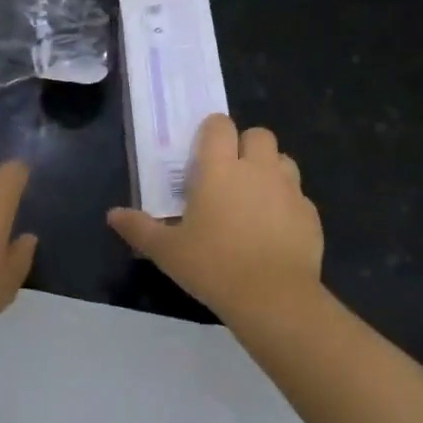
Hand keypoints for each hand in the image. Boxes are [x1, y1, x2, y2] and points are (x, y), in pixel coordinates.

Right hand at [108, 114, 322, 321]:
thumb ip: (139, 228)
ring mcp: (289, 189)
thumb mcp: (167, 251)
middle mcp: (257, 169)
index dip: (212, 131)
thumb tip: (112, 215)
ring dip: (270, 169)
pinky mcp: (310, 213)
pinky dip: (287, 203)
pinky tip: (275, 230)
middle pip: (259, 134)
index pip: (220, 125)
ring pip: (283, 160)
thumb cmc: (213, 266)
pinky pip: (299, 196)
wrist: (273, 297)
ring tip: (255, 198)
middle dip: (246, 146)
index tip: (203, 152)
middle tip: (230, 174)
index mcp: (220, 169)